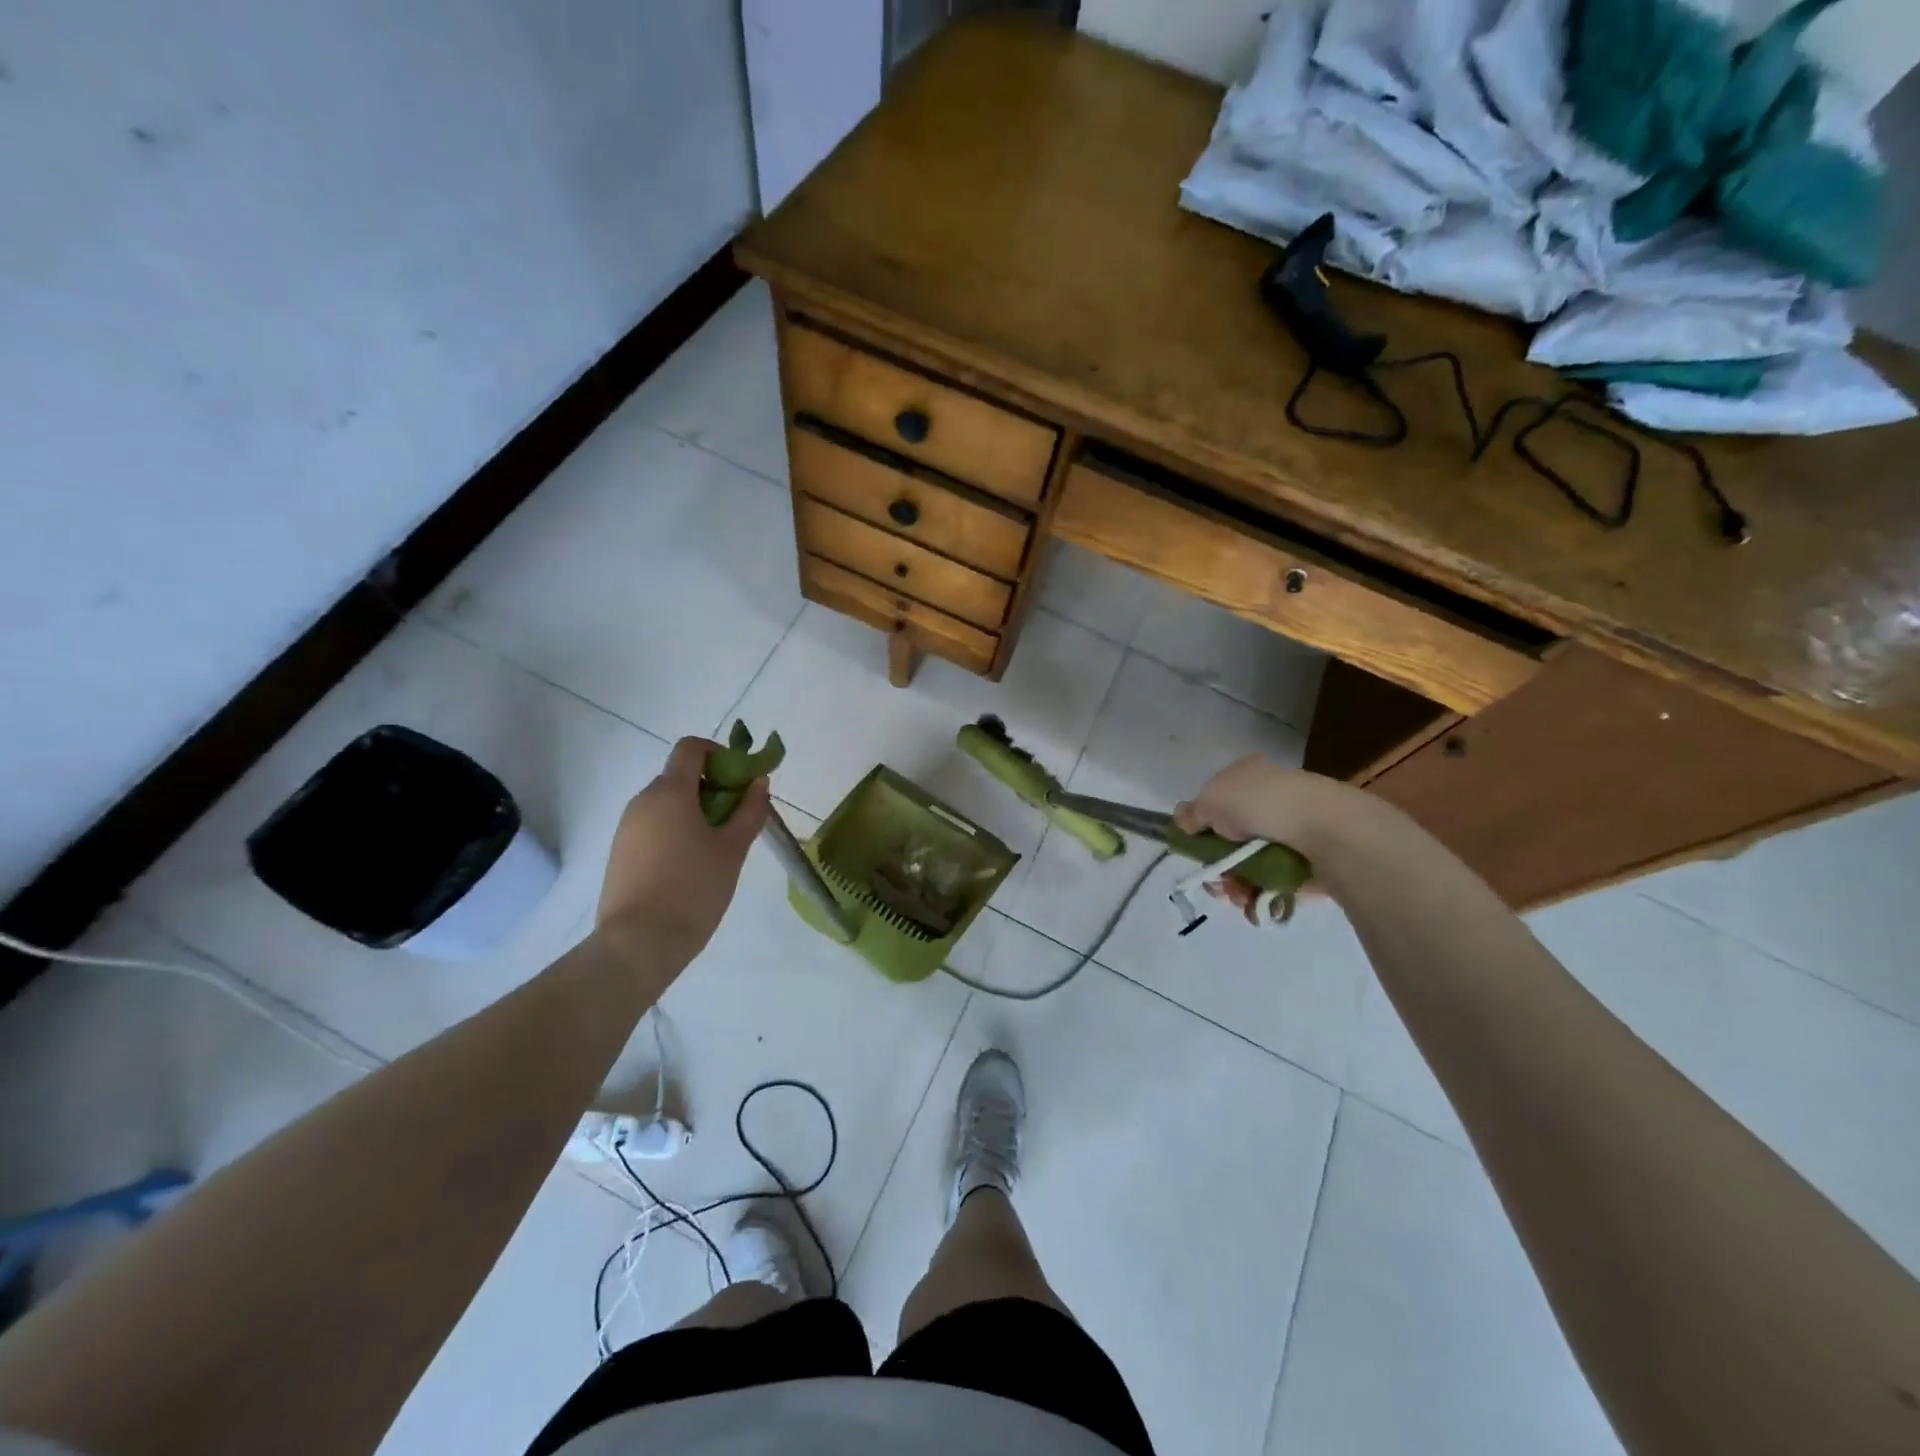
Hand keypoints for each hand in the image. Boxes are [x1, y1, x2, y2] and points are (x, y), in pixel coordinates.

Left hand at [596, 737, 770, 968]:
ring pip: (667, 804)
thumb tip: (758, 782)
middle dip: (712, 789)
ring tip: (717, 849)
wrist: (638, 943)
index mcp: (669, 792)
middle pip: (680, 777)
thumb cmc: (693, 889)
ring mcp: (626, 828)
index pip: (691, 748)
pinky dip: (676, 832)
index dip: (720, 754)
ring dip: (695, 813)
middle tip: (737, 821)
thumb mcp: (732, 849)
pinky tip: (691, 867)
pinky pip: (653, 827)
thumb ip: (749, 811)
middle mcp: (642, 801)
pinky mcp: (620, 853)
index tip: (741, 781)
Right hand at [1175, 756, 1385, 920]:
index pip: (1216, 802)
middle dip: (1218, 865)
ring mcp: (1291, 834)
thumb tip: (1184, 821)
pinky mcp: (1307, 865)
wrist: (1324, 828)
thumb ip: (1192, 813)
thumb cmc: (1260, 804)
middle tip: (1216, 880)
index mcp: (1248, 777)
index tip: (1194, 848)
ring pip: (1249, 866)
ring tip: (1237, 896)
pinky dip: (1259, 897)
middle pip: (1230, 840)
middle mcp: (1270, 802)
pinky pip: (1274, 884)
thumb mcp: (1209, 800)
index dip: (1201, 826)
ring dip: (1235, 885)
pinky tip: (1254, 903)